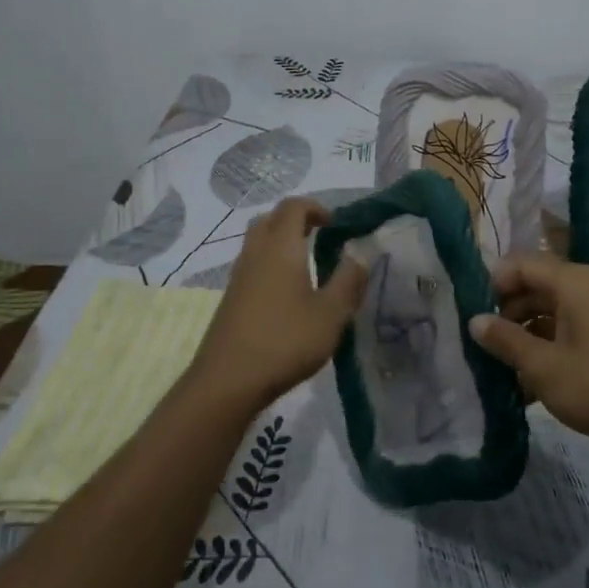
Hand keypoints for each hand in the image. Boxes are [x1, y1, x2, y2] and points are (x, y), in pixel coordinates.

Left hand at [187, 197, 367, 410]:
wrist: (228, 380)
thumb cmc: (285, 341)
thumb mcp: (331, 314)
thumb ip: (349, 280)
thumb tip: (360, 253)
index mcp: (280, 248)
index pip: (293, 207)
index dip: (315, 207)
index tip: (335, 223)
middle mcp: (255, 253)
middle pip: (270, 219)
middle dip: (295, 220)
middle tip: (319, 236)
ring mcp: (238, 276)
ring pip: (258, 242)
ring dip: (281, 242)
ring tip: (307, 264)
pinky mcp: (231, 298)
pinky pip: (252, 265)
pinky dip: (270, 264)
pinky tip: (286, 293)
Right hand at [468, 253, 588, 455]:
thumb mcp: (543, 367)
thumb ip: (505, 340)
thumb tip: (474, 320)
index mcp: (576, 282)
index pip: (522, 263)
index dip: (493, 283)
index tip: (470, 313)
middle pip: (537, 287)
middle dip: (507, 313)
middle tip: (481, 345)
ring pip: (553, 314)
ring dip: (526, 338)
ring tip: (501, 371)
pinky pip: (572, 335)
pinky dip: (549, 352)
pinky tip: (529, 388)